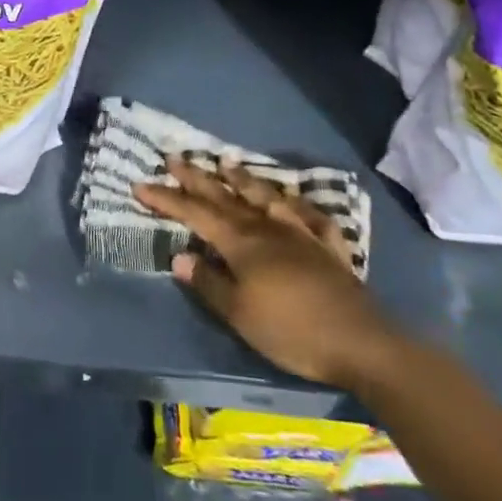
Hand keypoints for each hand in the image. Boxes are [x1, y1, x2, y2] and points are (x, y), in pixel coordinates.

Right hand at [136, 158, 402, 389]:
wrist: (360, 343)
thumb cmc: (290, 330)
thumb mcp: (239, 313)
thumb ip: (208, 283)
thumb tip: (179, 256)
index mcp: (241, 242)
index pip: (195, 214)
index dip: (167, 199)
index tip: (141, 184)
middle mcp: (267, 228)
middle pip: (226, 197)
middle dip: (196, 178)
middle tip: (174, 157)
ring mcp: (300, 233)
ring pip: (265, 197)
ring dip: (243, 179)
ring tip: (226, 162)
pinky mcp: (327, 247)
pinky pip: (309, 216)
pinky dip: (297, 204)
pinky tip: (293, 200)